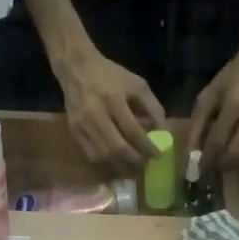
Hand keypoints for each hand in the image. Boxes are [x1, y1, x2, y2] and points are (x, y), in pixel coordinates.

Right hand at [55, 51, 164, 166]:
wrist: (76, 68)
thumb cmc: (110, 76)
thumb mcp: (136, 84)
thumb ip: (153, 107)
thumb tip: (164, 133)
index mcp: (114, 99)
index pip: (133, 131)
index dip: (147, 147)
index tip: (158, 156)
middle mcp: (96, 115)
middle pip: (117, 148)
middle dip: (134, 161)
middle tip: (145, 166)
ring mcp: (83, 125)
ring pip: (103, 156)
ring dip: (120, 167)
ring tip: (133, 170)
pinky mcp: (74, 132)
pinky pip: (91, 156)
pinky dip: (105, 165)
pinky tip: (116, 166)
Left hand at [189, 52, 238, 168]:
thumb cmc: (232, 78)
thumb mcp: (209, 95)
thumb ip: (197, 124)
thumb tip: (191, 154)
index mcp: (234, 103)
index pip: (218, 140)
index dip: (208, 157)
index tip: (200, 166)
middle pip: (237, 152)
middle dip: (223, 164)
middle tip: (214, 166)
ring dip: (237, 162)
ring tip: (228, 159)